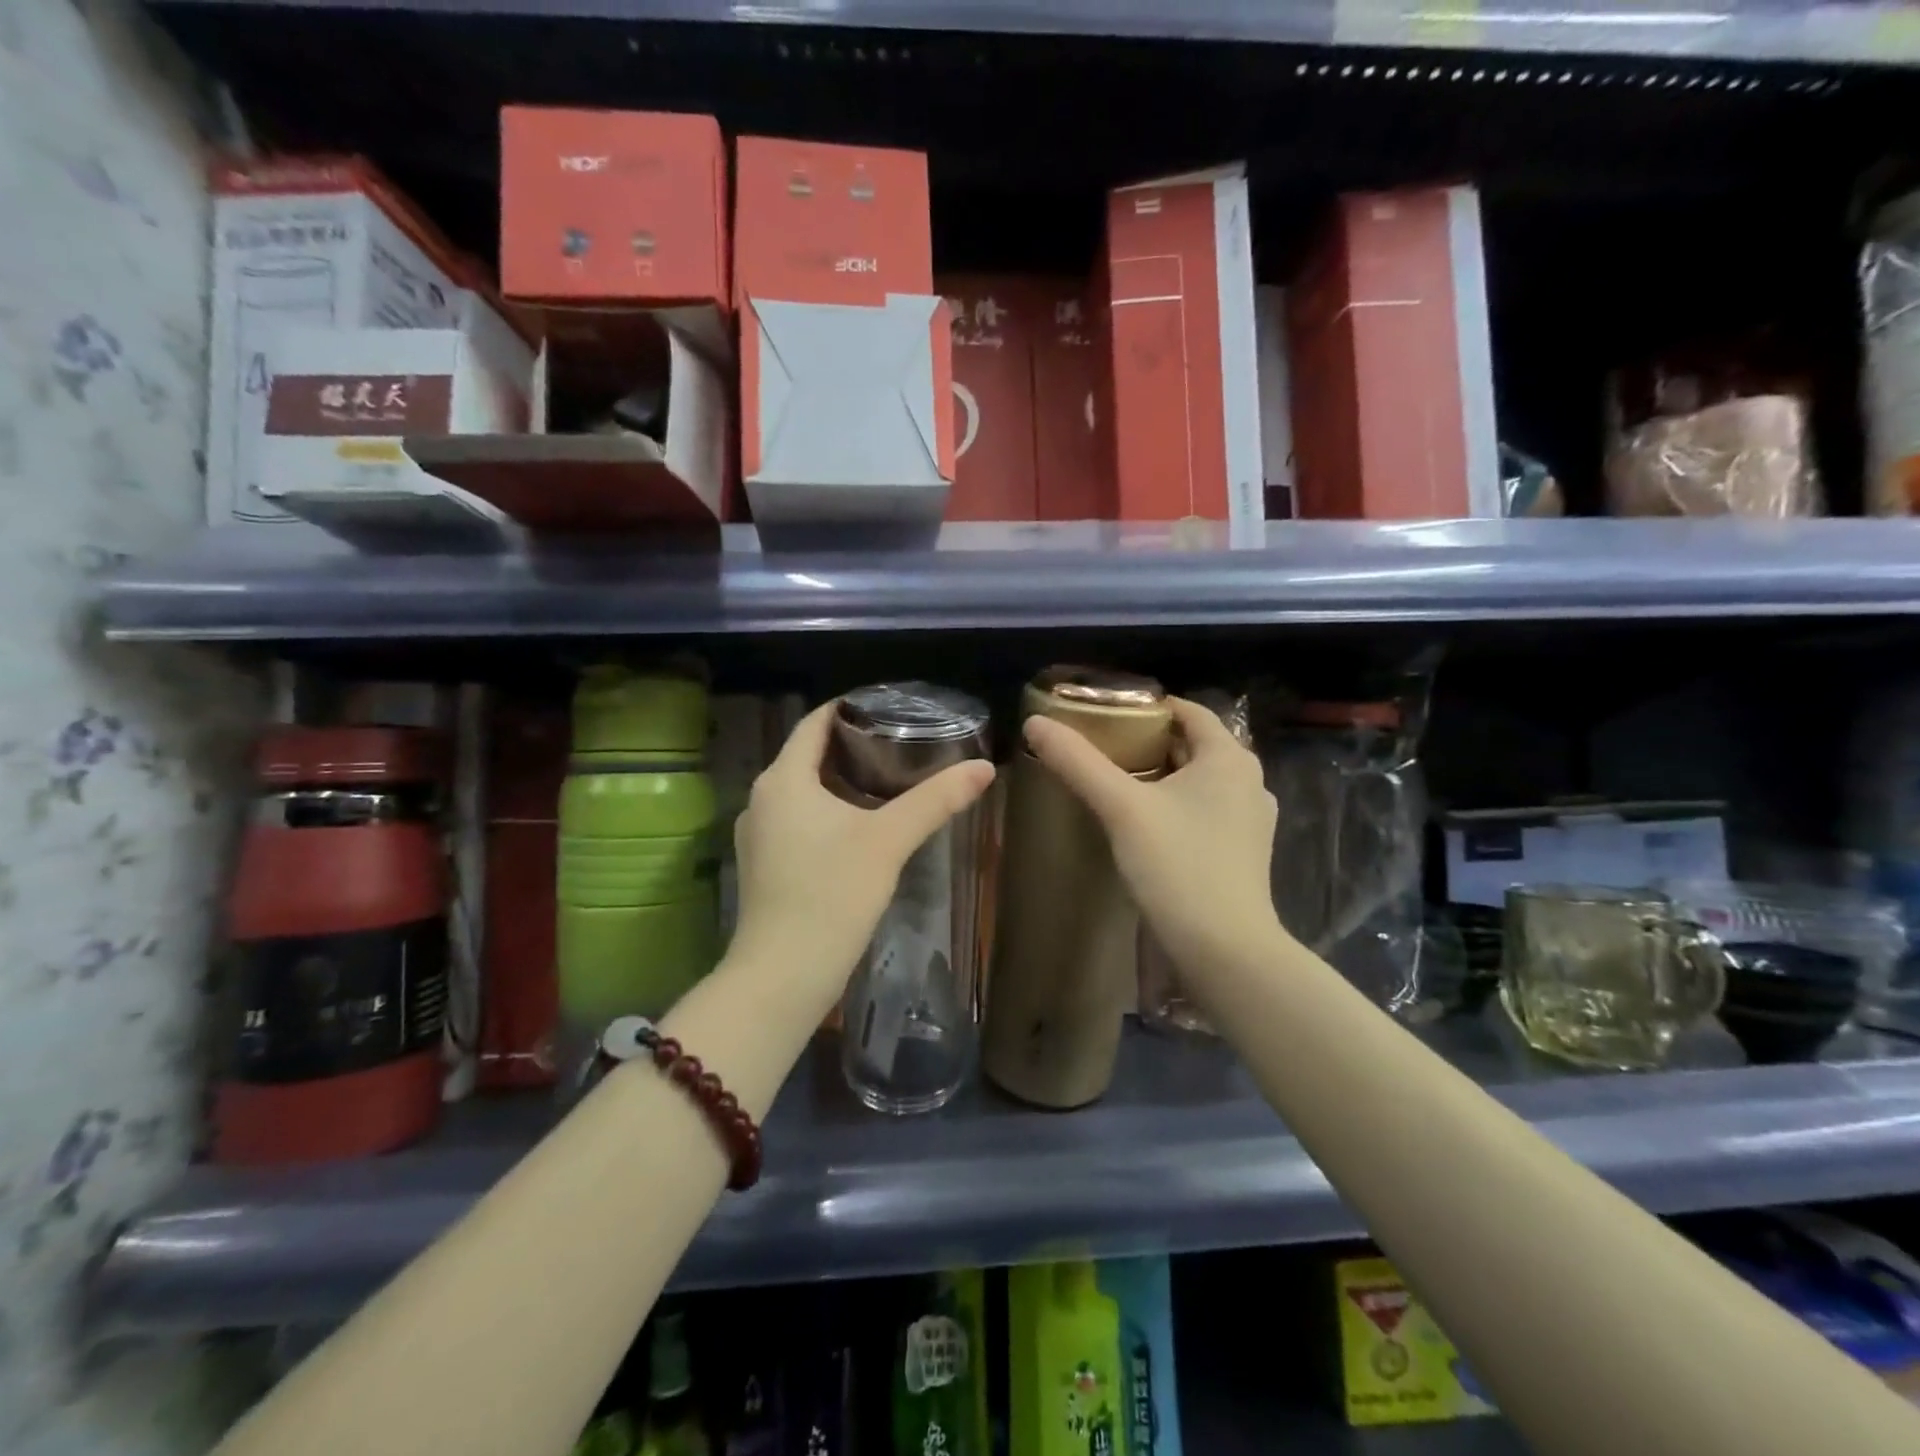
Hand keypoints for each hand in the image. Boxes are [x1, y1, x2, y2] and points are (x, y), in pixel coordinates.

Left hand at [731, 702, 995, 1011]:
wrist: (783, 975)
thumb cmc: (831, 895)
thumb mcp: (888, 840)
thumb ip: (935, 800)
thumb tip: (984, 768)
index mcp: (783, 779)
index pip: (814, 722)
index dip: (849, 708)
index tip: (889, 706)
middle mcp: (761, 798)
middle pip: (808, 754)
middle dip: (852, 745)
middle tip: (900, 742)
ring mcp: (757, 834)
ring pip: (802, 790)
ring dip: (840, 780)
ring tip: (887, 779)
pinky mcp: (763, 865)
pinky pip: (797, 820)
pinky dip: (827, 811)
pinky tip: (860, 827)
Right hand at [1022, 697, 1284, 975]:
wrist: (1225, 950)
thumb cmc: (1178, 866)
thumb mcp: (1121, 808)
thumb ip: (1078, 762)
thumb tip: (1035, 723)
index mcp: (1229, 757)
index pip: (1188, 711)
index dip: (1147, 707)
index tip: (1105, 715)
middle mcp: (1249, 781)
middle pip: (1193, 745)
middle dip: (1150, 742)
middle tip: (1102, 748)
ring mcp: (1251, 820)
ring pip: (1200, 780)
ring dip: (1163, 775)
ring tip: (1118, 783)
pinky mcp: (1245, 852)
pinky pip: (1206, 810)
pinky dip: (1177, 805)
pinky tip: (1146, 824)